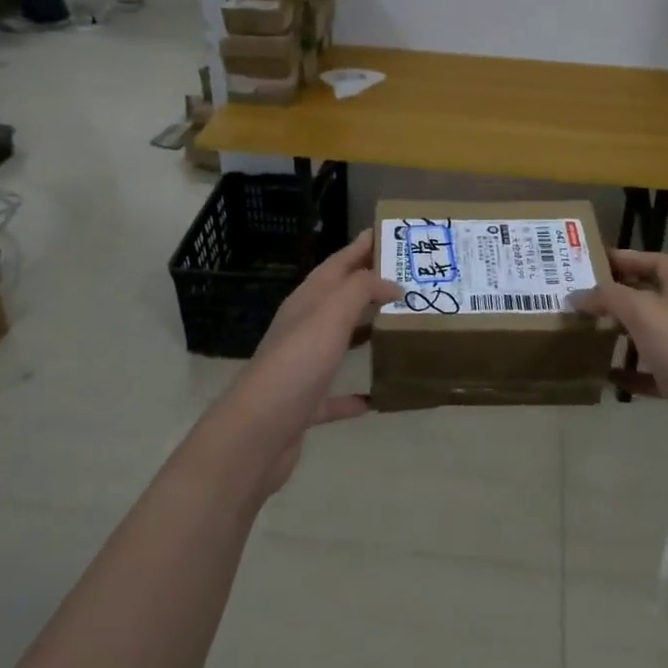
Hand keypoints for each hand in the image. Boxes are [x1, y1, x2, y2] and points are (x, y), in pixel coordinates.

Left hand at [219, 229, 401, 495]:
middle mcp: (303, 328)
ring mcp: (302, 367)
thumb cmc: (296, 365)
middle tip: (410, 278)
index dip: (363, 246)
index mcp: (307, 302)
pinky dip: (355, 393)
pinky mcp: (306, 405)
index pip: (339, 263)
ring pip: (339, 341)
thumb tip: (391, 282)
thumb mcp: (329, 315)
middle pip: (340, 298)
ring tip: (400, 325)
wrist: (256, 434)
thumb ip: (360, 290)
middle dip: (371, 285)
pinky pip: (336, 393)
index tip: (393, 233)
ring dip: (365, 332)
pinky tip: (377, 396)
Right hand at [571, 249, 667, 476]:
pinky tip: (606, 375)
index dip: (627, 258)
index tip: (593, 261)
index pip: (655, 261)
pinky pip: (651, 373)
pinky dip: (630, 373)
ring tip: (588, 332)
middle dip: (618, 296)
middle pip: (650, 297)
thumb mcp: (641, 311)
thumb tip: (576, 295)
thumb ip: (607, 297)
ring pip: (649, 334)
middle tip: (582, 298)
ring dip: (621, 333)